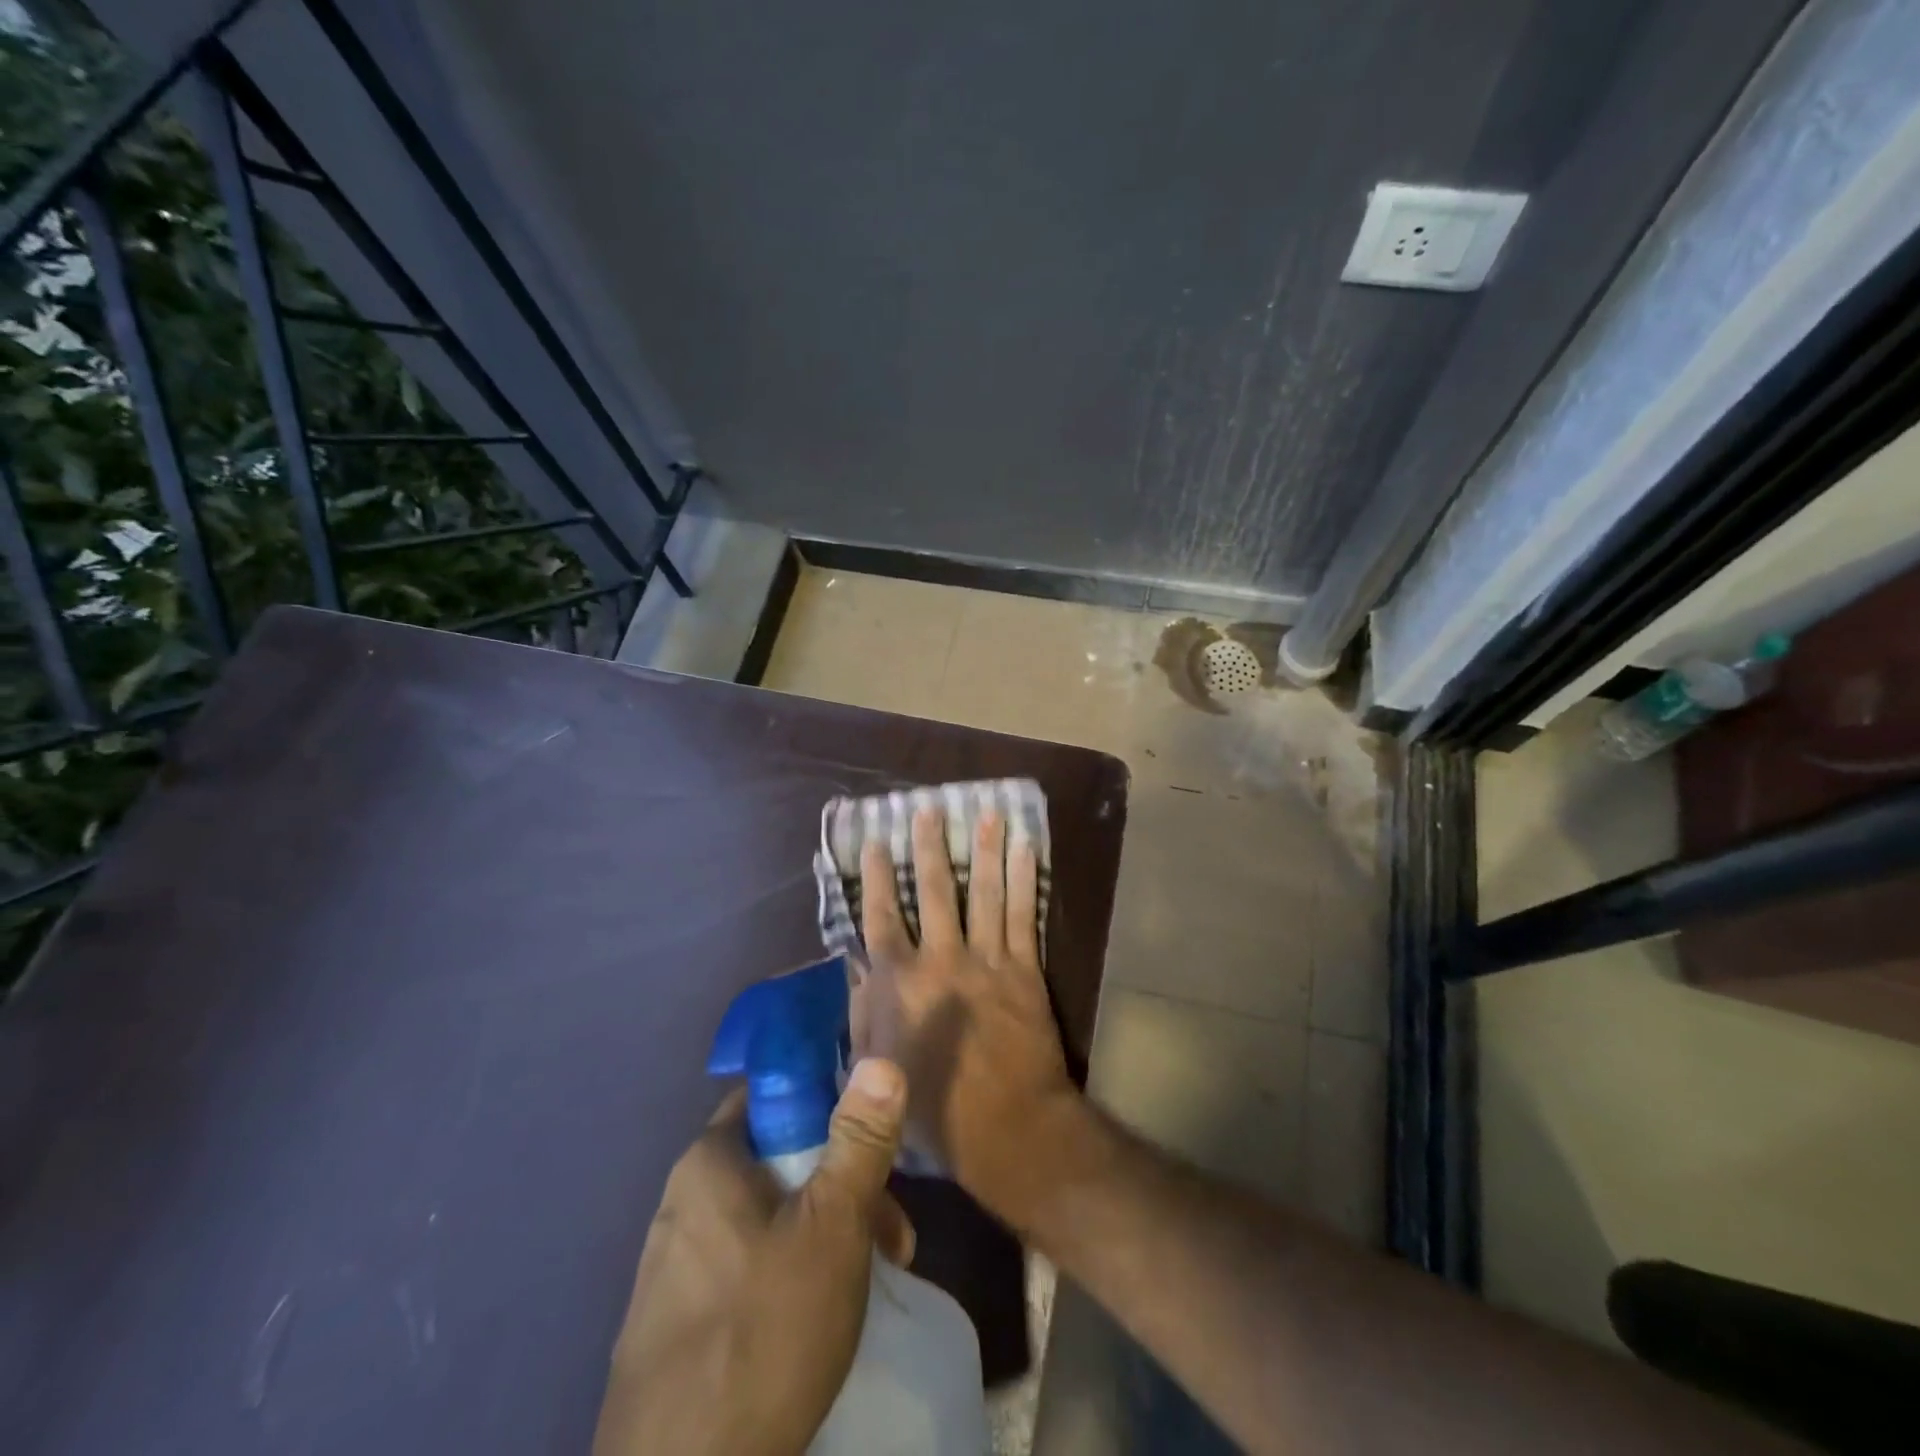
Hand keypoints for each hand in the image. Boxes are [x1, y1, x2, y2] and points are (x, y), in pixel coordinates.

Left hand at [594, 1060, 913, 1455]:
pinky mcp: (673, 1328)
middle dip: (842, 1186)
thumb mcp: (832, 1226)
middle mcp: (681, 1203)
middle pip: (778, 1162)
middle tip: (892, 1236)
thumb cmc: (763, 1335)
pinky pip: (745, 1269)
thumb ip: (859, 1140)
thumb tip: (879, 1059)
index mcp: (708, 1163)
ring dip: (824, 1234)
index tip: (871, 1146)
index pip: (772, 1095)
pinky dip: (790, 1275)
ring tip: (874, 1281)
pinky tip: (820, 1320)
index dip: (828, 1105)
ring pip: (767, 1219)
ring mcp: (672, 1269)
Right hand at [854, 806, 1081, 1229]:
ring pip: (983, 892)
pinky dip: (1025, 879)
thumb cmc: (933, 1106)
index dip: (875, 877)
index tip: (874, 841)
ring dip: (983, 849)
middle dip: (928, 847)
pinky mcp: (1024, 968)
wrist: (1008, 1127)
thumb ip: (865, 1011)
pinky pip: (1023, 914)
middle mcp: (941, 959)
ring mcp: (986, 959)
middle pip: (933, 891)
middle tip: (928, 808)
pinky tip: (1026, 848)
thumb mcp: (876, 1066)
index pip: (881, 917)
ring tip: (986, 812)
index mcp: (900, 982)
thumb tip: (859, 965)